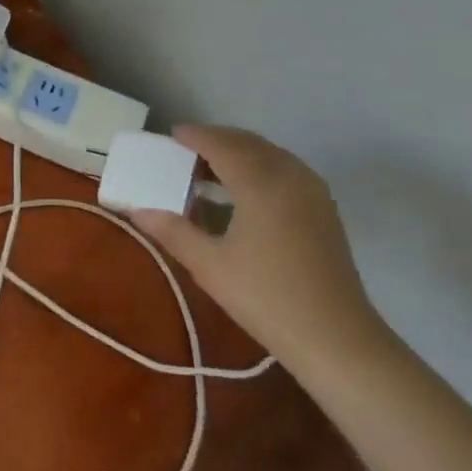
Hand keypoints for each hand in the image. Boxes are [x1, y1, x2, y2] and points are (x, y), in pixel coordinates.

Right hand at [131, 124, 391, 370]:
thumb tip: (137, 211)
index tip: (171, 134)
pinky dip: (260, 166)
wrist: (335, 337)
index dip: (196, 136)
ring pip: (271, 155)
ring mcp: (312, 192)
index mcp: (260, 184)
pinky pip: (286, 170)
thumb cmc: (265, 297)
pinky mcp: (324, 210)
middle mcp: (290, 177)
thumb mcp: (208, 265)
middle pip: (249, 143)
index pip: (222, 146)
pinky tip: (243, 190)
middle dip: (217, 140)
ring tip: (210, 168)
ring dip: (240, 152)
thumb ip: (172, 231)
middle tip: (186, 149)